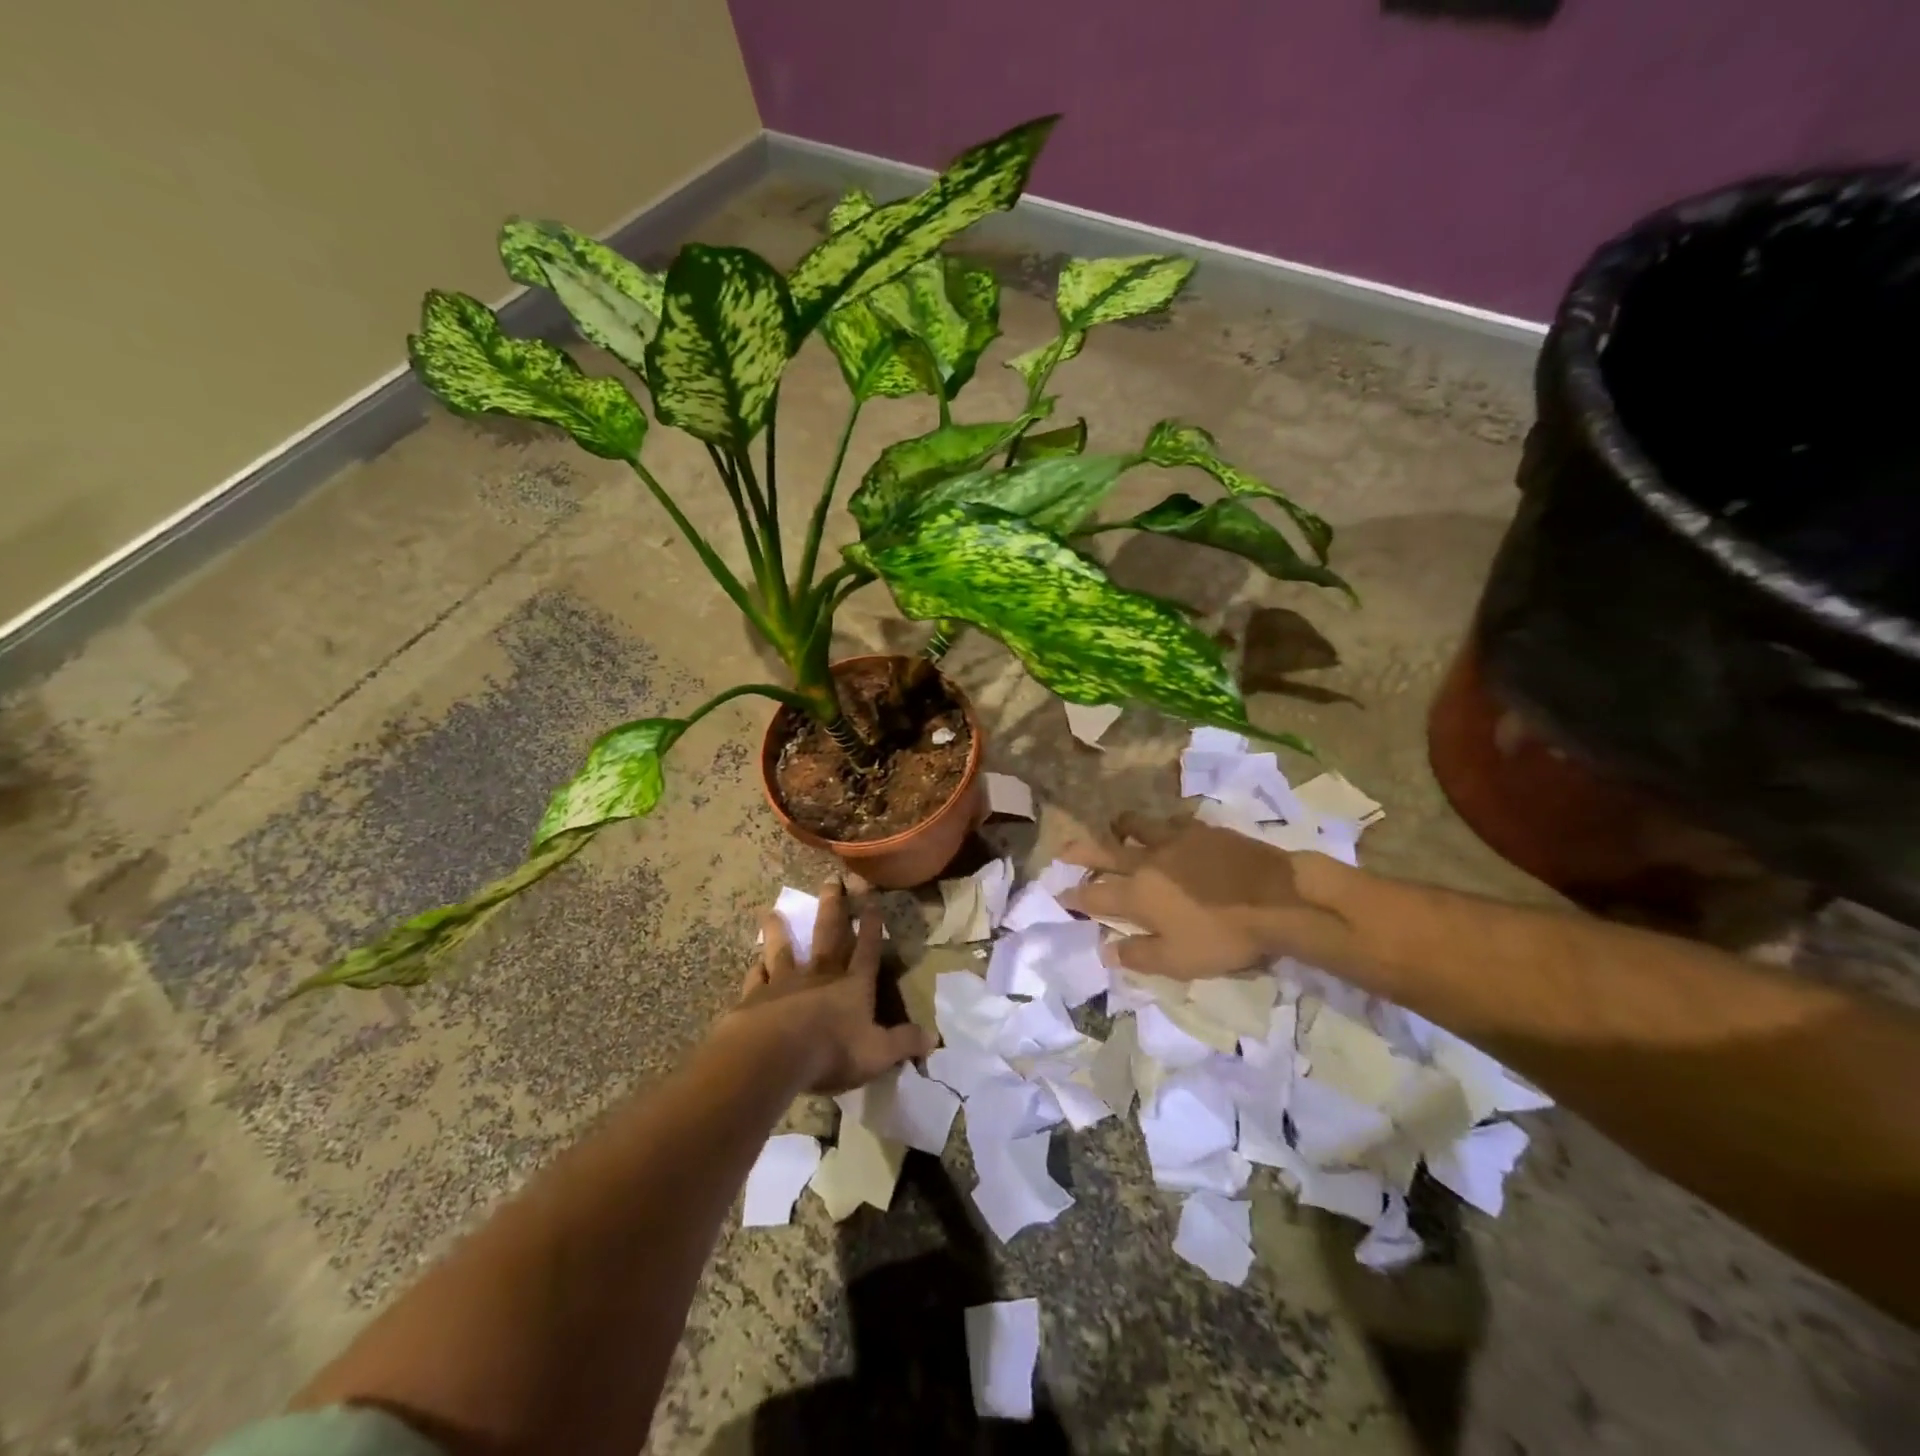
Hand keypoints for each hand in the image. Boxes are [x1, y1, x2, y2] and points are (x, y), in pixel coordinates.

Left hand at [727, 876, 933, 1094]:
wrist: (774, 1054)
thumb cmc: (832, 1050)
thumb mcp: (878, 1053)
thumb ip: (904, 1043)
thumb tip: (934, 1039)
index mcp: (853, 984)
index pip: (867, 949)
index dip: (871, 925)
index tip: (871, 898)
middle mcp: (820, 975)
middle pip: (828, 934)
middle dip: (832, 907)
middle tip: (830, 880)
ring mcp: (785, 982)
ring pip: (783, 949)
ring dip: (780, 931)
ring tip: (773, 911)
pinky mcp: (756, 996)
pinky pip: (757, 977)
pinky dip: (756, 968)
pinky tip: (754, 961)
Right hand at [1060, 813, 1349, 979]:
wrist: (1276, 898)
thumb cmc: (1224, 935)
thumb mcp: (1179, 961)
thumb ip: (1138, 955)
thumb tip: (1105, 951)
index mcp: (1137, 895)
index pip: (1095, 894)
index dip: (1074, 895)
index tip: (1060, 893)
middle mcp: (1147, 862)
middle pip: (1104, 852)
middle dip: (1080, 852)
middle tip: (1062, 850)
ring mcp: (1174, 841)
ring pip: (1135, 827)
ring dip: (1118, 829)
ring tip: (1113, 829)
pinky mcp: (1201, 829)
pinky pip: (1170, 822)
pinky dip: (1159, 827)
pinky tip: (1166, 831)